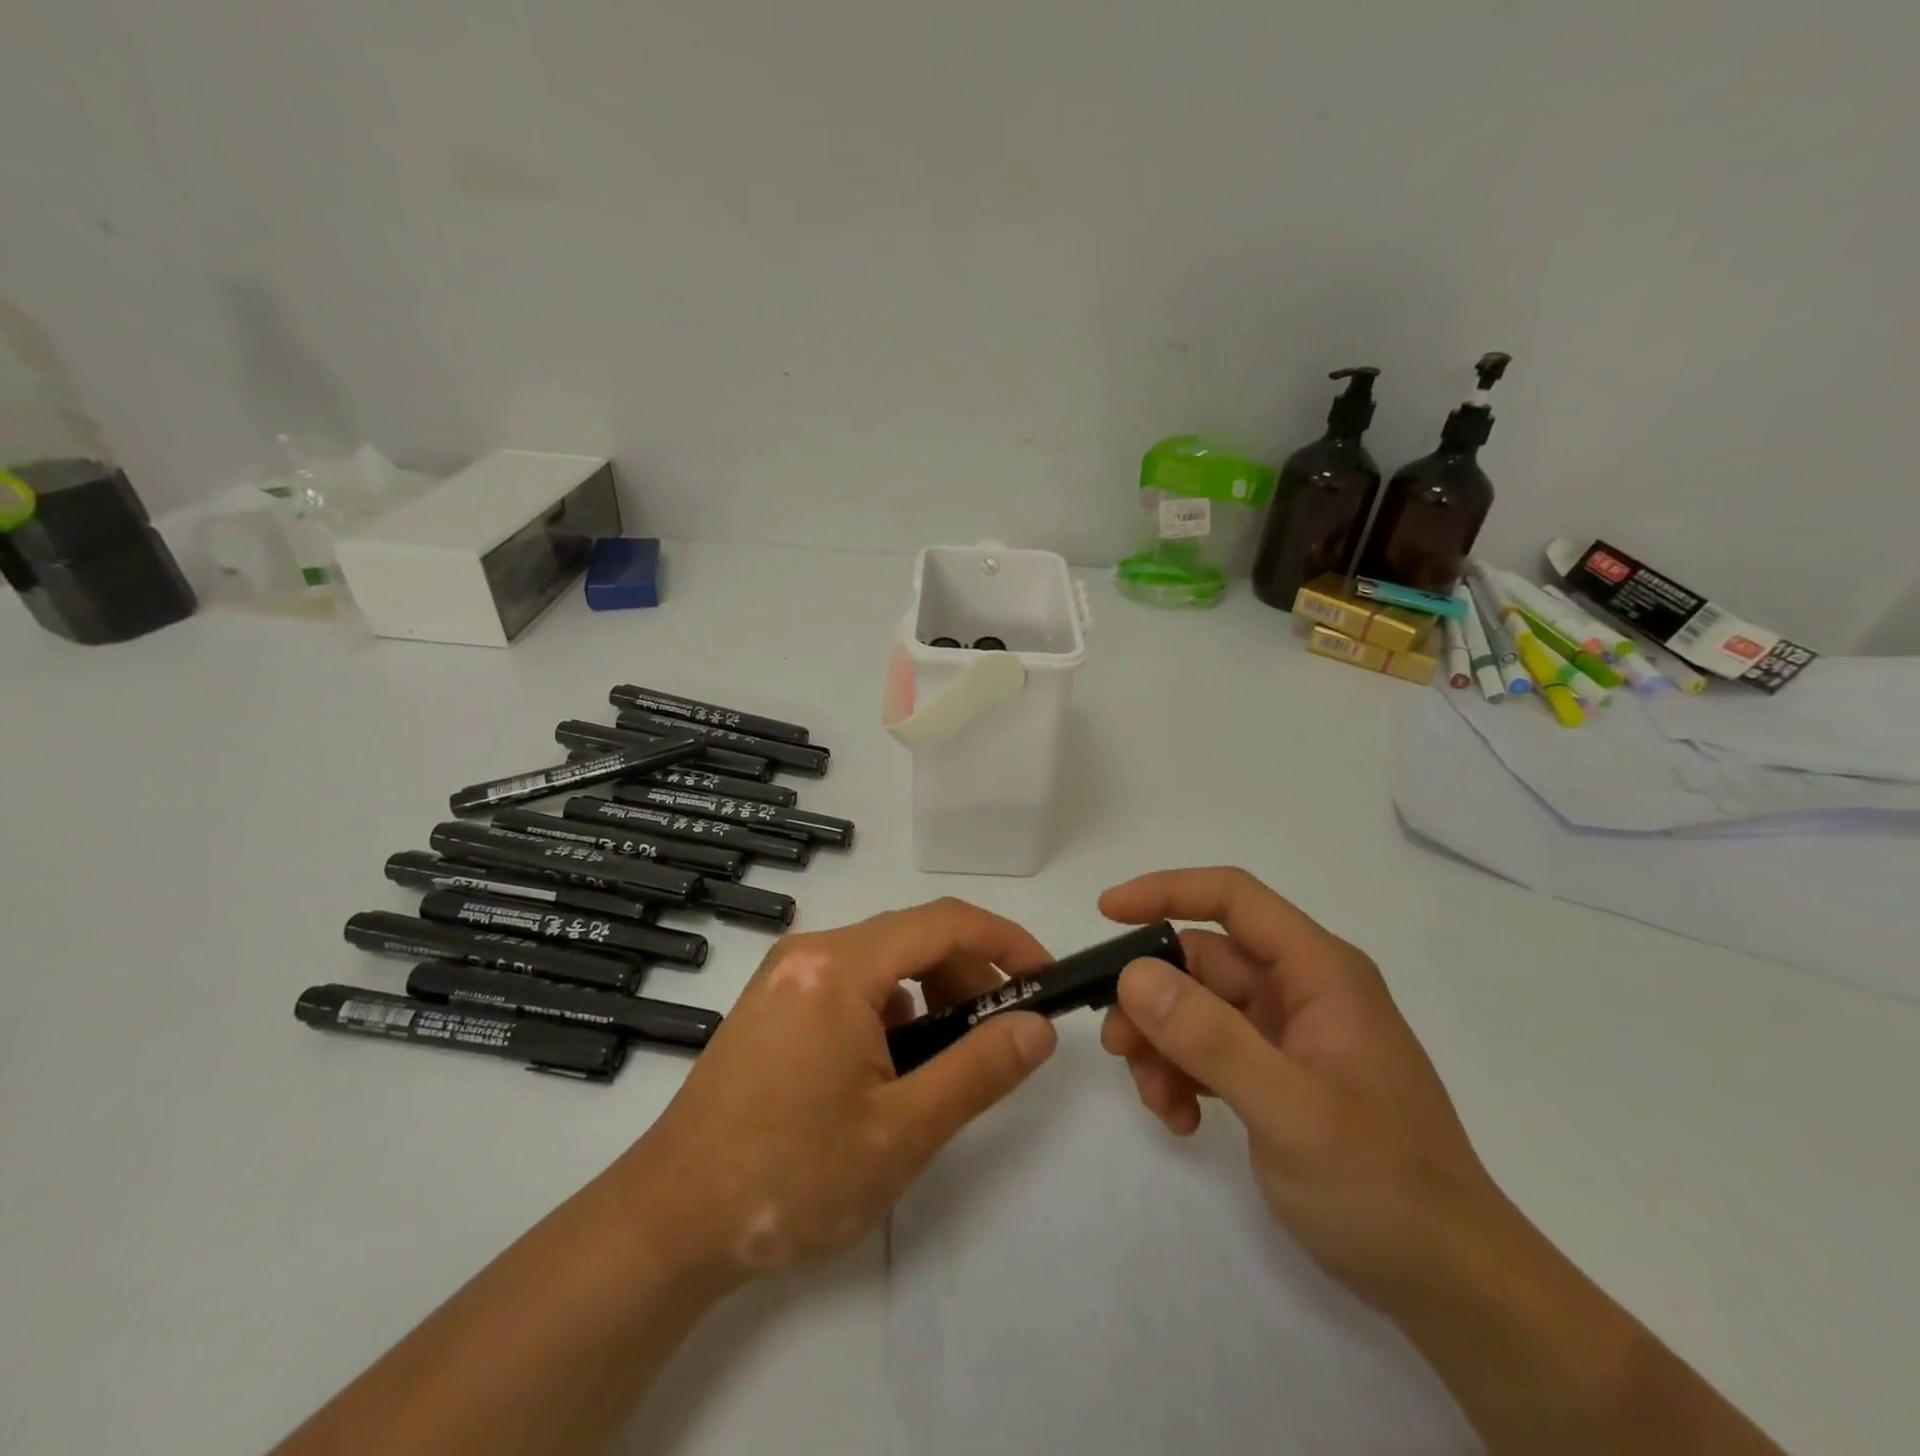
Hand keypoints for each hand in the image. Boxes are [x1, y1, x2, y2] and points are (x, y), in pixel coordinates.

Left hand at [622, 899, 1058, 1283]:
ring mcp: (786, 975)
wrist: (669, 1222)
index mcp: (839, 966)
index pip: (943, 922)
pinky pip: (851, 982)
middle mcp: (810, 951)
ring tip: (947, 1056)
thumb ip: (979, 1070)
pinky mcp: (773, 1002)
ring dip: (930, 992)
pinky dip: (890, 1007)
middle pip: (912, 936)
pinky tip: (891, 1063)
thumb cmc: (790, 1177)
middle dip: (968, 973)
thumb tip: (1037, 1027)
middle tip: (1001, 1030)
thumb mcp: (902, 1131)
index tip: (1044, 974)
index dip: (1004, 939)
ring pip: (882, 960)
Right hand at [1099, 867, 1507, 1308]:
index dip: (1166, 891)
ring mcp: (1289, 1033)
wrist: (1451, 1285)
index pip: (1233, 898)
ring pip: (1197, 1007)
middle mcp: (1302, 989)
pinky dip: (1183, 1074)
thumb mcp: (1289, 1110)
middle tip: (1117, 1045)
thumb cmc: (1382, 1185)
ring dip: (1163, 1045)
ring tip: (1158, 1102)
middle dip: (1152, 997)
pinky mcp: (1278, 1072)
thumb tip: (1133, 974)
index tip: (1105, 913)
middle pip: (1202, 960)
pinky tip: (1182, 1120)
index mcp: (1319, 971)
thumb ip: (1210, 1038)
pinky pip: (1210, 1050)